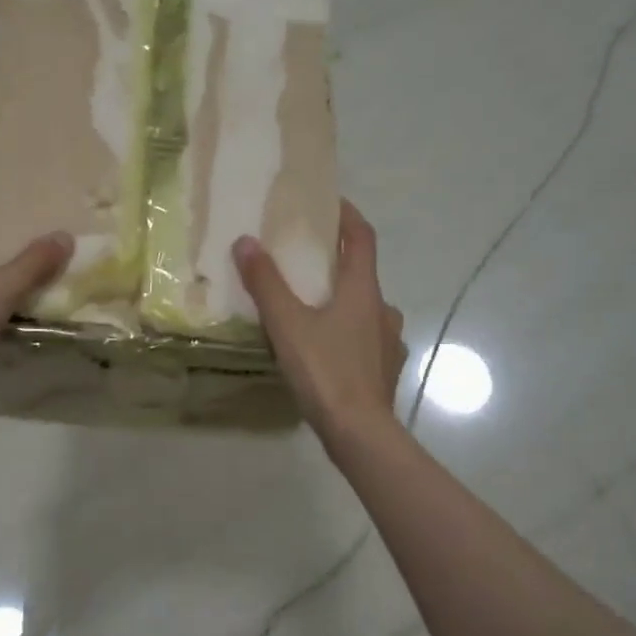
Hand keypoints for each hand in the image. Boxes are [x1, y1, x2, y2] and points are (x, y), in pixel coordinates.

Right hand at [234, 200, 404, 444]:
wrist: (360, 432)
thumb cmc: (325, 370)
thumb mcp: (287, 324)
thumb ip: (266, 283)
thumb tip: (245, 241)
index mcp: (363, 290)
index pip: (361, 238)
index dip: (347, 216)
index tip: (329, 203)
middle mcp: (383, 310)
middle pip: (363, 274)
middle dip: (337, 264)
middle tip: (307, 263)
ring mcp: (390, 341)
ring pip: (366, 310)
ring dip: (344, 302)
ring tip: (313, 310)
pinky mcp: (387, 370)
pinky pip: (367, 341)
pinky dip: (349, 335)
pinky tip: (328, 350)